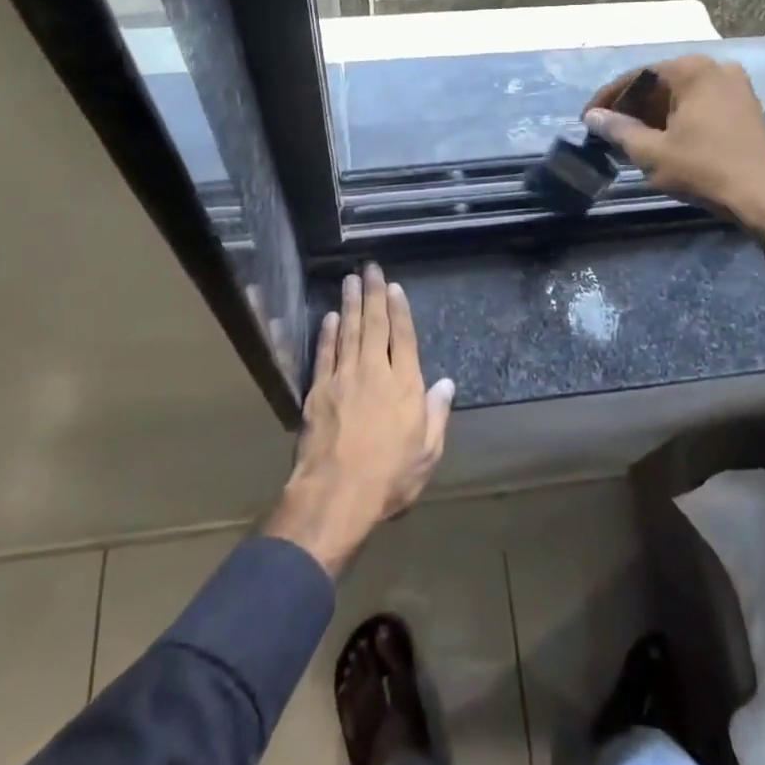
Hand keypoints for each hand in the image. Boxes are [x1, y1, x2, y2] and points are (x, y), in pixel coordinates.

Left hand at [263, 265, 454, 576]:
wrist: (335, 496)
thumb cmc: (389, 479)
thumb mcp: (427, 454)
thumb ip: (436, 415)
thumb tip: (446, 383)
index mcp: (405, 386)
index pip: (404, 338)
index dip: (400, 311)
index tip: (395, 287)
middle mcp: (374, 373)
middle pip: (375, 325)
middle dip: (374, 294)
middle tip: (370, 268)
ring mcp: (343, 379)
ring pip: (348, 332)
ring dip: (350, 304)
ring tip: (351, 279)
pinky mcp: (318, 391)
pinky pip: (325, 354)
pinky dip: (328, 333)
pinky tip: (330, 316)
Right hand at [583, 55, 764, 236]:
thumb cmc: (704, 169)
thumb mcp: (652, 152)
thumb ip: (618, 130)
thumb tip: (593, 117)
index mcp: (692, 70)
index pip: (637, 76)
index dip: (608, 98)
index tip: (588, 118)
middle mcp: (715, 68)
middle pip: (660, 82)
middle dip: (632, 106)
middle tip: (608, 131)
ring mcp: (735, 86)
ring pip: (680, 95)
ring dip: (654, 115)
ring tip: (630, 140)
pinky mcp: (745, 107)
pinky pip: (700, 105)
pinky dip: (677, 119)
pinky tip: (663, 141)